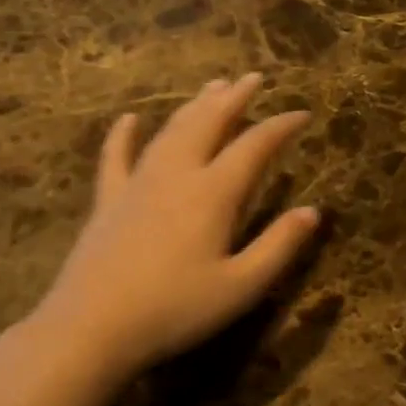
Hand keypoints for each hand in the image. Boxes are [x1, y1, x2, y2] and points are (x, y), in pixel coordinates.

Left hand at [26, 74, 319, 384]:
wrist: (92, 327)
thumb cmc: (175, 310)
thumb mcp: (241, 286)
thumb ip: (279, 246)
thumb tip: (313, 211)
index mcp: (213, 193)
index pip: (254, 147)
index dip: (280, 126)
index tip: (303, 113)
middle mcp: (177, 175)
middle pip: (209, 124)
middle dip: (235, 99)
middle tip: (254, 78)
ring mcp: (138, 184)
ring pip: (172, 132)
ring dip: (194, 107)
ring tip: (213, 87)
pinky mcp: (108, 201)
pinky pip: (116, 158)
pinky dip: (123, 135)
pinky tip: (129, 118)